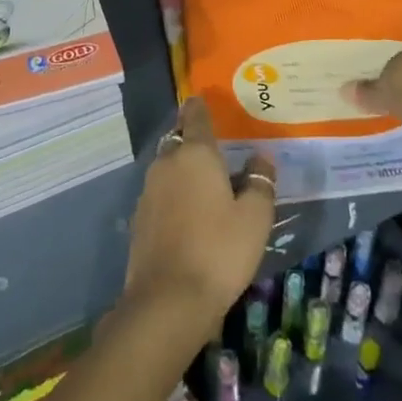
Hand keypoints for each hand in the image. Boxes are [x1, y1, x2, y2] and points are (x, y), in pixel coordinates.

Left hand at [120, 98, 275, 336]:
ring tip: (207, 185)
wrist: (168, 299)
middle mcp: (167, 163)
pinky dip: (174, 195)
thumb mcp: (255, 218)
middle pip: (180, 140)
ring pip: (168, 167)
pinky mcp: (140, 217)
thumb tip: (261, 157)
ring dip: (184, 170)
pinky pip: (161, 193)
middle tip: (216, 151)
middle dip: (193, 141)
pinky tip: (189, 215)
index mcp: (196, 153)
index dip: (200, 107)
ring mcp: (149, 190)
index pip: (195, 116)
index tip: (203, 101)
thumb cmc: (220, 250)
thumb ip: (260, 182)